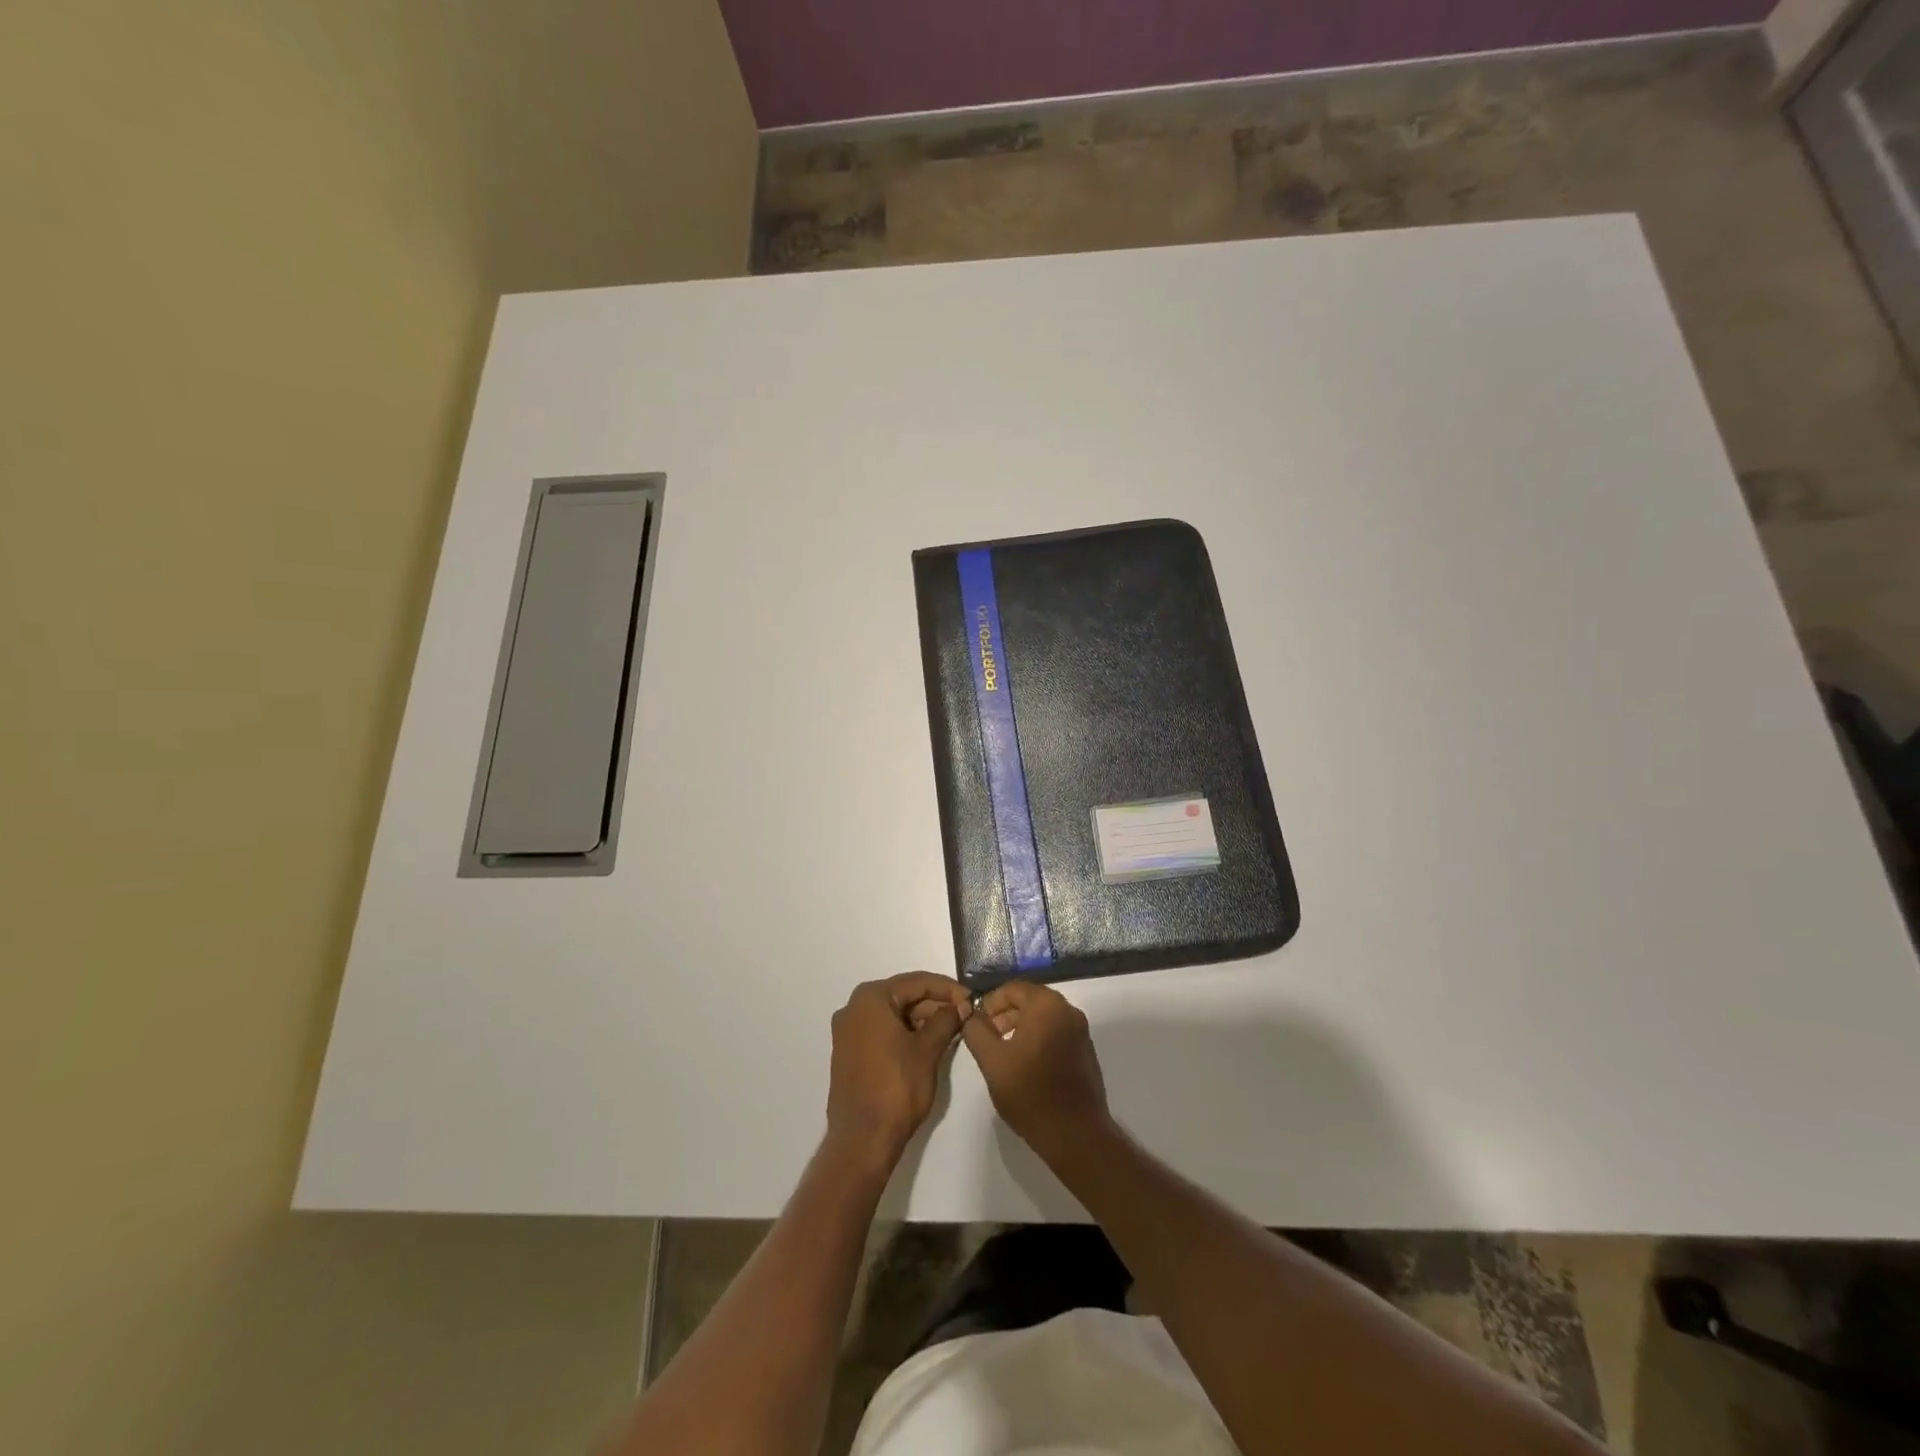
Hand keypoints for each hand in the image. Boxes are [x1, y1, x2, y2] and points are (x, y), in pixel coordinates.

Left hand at [826, 972, 970, 1169]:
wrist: (862, 1140)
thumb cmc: (896, 1088)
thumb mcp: (928, 1050)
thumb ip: (946, 1020)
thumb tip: (961, 1005)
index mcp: (870, 998)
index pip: (917, 982)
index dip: (948, 989)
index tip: (972, 999)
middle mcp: (854, 1008)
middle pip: (903, 996)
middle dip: (934, 1004)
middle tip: (964, 1015)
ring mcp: (848, 1031)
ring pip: (893, 1014)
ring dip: (921, 1019)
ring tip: (951, 1030)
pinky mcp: (849, 1053)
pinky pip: (882, 1031)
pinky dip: (905, 1033)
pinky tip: (928, 1043)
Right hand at [961, 980, 1111, 1164]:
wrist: (1075, 1134)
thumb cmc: (1030, 1093)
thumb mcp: (992, 1061)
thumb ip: (976, 1031)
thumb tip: (970, 1014)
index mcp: (1047, 1005)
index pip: (1012, 988)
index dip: (990, 1002)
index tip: (977, 1023)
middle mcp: (1068, 1010)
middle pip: (1030, 999)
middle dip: (1005, 1014)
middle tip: (988, 1037)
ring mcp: (1081, 1031)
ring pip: (1044, 1016)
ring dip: (1021, 1026)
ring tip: (1004, 1052)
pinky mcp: (1086, 1050)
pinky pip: (1057, 1032)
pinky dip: (1039, 1038)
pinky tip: (1027, 1064)